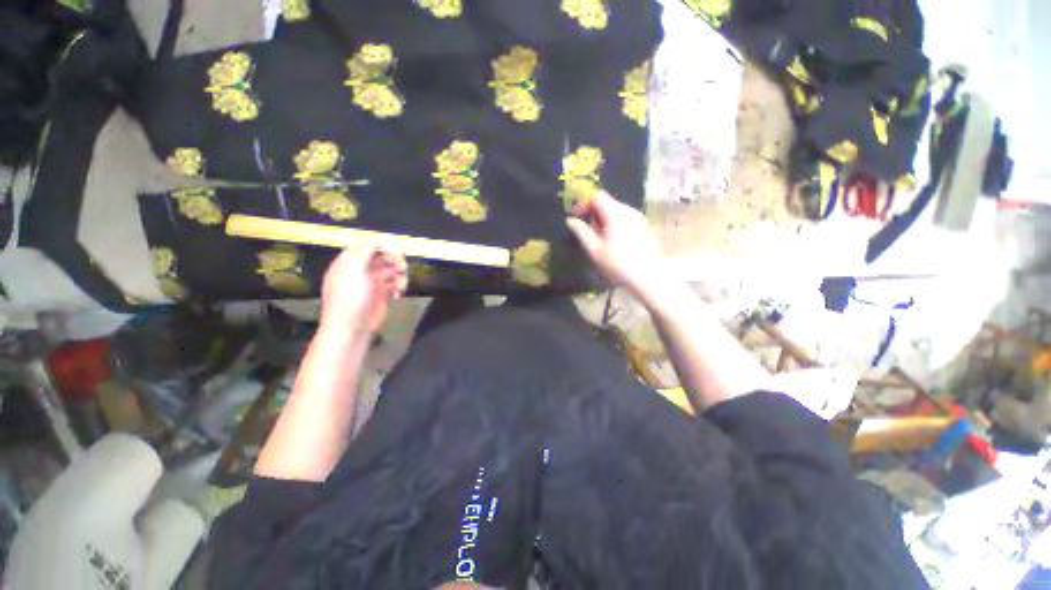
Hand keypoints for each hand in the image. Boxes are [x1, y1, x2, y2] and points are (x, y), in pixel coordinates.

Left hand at [320, 244, 407, 334]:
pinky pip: (396, 283)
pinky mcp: (383, 294)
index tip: (395, 251)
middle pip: (384, 257)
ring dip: (400, 275)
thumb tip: (376, 238)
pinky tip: (398, 294)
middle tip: (402, 269)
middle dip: (395, 262)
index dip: (383, 247)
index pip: (369, 247)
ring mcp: (373, 282)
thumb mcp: (354, 270)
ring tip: (401, 286)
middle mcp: (362, 270)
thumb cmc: (350, 298)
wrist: (352, 328)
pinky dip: (400, 286)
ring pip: (392, 270)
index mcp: (350, 262)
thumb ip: (365, 252)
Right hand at [566, 191, 671, 302]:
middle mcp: (629, 211)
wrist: (648, 277)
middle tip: (588, 233)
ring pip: (616, 211)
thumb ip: (581, 232)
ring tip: (600, 240)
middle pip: (607, 202)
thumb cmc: (617, 264)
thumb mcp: (594, 250)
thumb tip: (570, 220)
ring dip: (604, 220)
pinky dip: (615, 224)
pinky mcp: (644, 227)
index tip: (577, 219)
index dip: (584, 204)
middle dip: (593, 214)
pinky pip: (625, 219)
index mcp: (615, 214)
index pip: (597, 196)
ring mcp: (639, 218)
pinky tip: (614, 243)